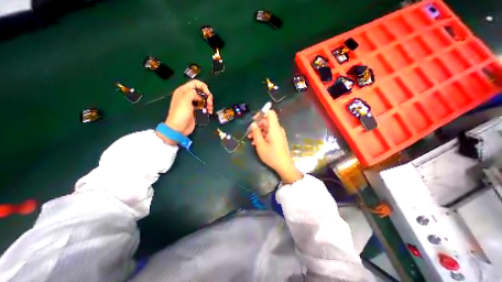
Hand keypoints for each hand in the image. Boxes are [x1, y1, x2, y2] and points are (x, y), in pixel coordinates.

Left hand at [156, 79, 212, 144]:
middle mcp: (188, 96)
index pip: (195, 83)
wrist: (178, 127)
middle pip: (201, 91)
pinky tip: (209, 112)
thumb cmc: (181, 113)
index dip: (203, 86)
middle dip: (207, 96)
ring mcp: (192, 103)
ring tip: (210, 109)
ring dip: (208, 103)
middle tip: (210, 103)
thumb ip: (193, 93)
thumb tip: (199, 96)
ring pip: (203, 99)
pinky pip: (203, 106)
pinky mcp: (195, 110)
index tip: (208, 94)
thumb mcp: (185, 100)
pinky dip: (207, 108)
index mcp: (183, 91)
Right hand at [246, 110, 301, 185]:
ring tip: (251, 139)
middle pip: (267, 121)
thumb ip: (256, 133)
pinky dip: (263, 136)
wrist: (284, 166)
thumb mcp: (260, 145)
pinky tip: (256, 143)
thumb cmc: (272, 155)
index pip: (270, 113)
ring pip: (267, 128)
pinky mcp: (278, 139)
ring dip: (259, 132)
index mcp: (274, 128)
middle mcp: (277, 129)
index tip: (254, 120)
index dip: (262, 114)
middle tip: (249, 133)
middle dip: (257, 125)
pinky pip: (270, 134)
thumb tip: (253, 124)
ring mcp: (278, 134)